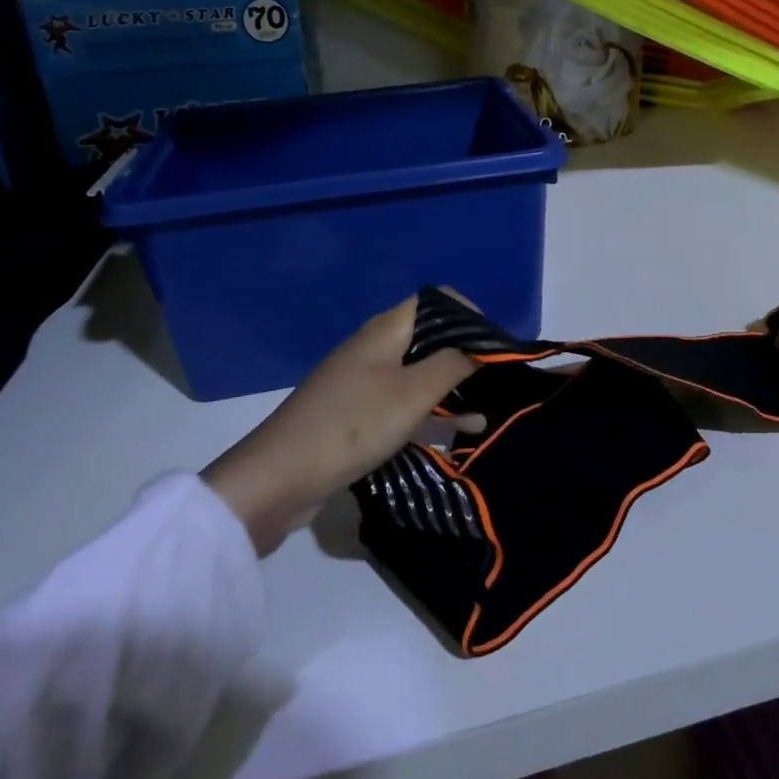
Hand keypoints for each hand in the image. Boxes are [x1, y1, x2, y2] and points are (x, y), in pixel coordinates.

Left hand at [203, 297, 481, 553]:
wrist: (280, 477)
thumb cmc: (352, 424)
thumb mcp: (412, 394)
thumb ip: (451, 365)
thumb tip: (480, 347)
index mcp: (384, 331)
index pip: (434, 301)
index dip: (468, 314)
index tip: (496, 343)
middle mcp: (374, 348)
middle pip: (428, 336)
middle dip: (464, 352)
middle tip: (497, 376)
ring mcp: (363, 382)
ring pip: (418, 373)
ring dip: (451, 386)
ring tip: (488, 406)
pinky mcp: (356, 415)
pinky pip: (403, 403)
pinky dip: (431, 412)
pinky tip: (460, 431)